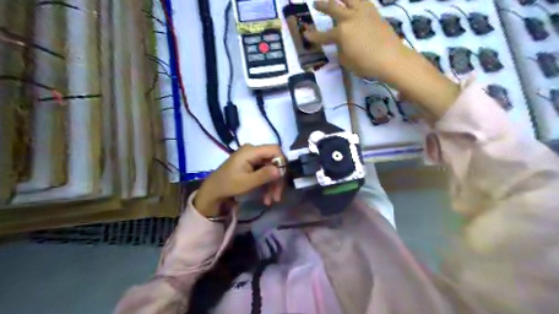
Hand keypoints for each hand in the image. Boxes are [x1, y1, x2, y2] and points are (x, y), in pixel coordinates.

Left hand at [195, 145, 284, 217]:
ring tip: (271, 200)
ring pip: (271, 168)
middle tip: (277, 196)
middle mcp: (253, 151)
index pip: (274, 150)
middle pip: (274, 161)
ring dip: (273, 184)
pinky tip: (266, 197)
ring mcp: (253, 158)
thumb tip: (280, 170)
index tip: (283, 178)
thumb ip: (264, 175)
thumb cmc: (228, 185)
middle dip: (277, 179)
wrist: (213, 191)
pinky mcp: (252, 165)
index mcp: (251, 151)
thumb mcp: (246, 182)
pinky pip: (265, 172)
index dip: (282, 162)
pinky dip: (267, 184)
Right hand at [305, 0, 458, 117]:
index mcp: (340, 33)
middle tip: (315, 3)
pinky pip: (363, 1)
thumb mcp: (346, 61)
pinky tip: (355, 2)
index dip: (313, 36)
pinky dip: (356, 0)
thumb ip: (340, 50)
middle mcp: (349, 18)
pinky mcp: (374, 12)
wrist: (390, 57)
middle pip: (332, 8)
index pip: (322, 35)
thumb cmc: (365, 63)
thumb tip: (340, 44)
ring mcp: (363, 12)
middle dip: (322, 6)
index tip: (305, 34)